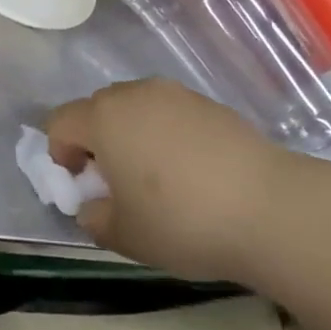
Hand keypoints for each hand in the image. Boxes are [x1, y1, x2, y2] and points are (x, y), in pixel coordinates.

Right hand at [47, 79, 305, 282]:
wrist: (271, 208)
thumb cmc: (183, 221)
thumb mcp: (126, 235)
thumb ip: (94, 218)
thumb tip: (92, 206)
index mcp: (102, 118)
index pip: (59, 123)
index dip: (61, 154)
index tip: (84, 185)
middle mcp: (132, 94)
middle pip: (96, 110)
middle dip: (97, 142)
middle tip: (118, 183)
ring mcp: (173, 94)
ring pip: (135, 108)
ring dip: (133, 135)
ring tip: (158, 178)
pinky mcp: (208, 103)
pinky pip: (170, 113)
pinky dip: (168, 135)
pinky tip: (194, 173)